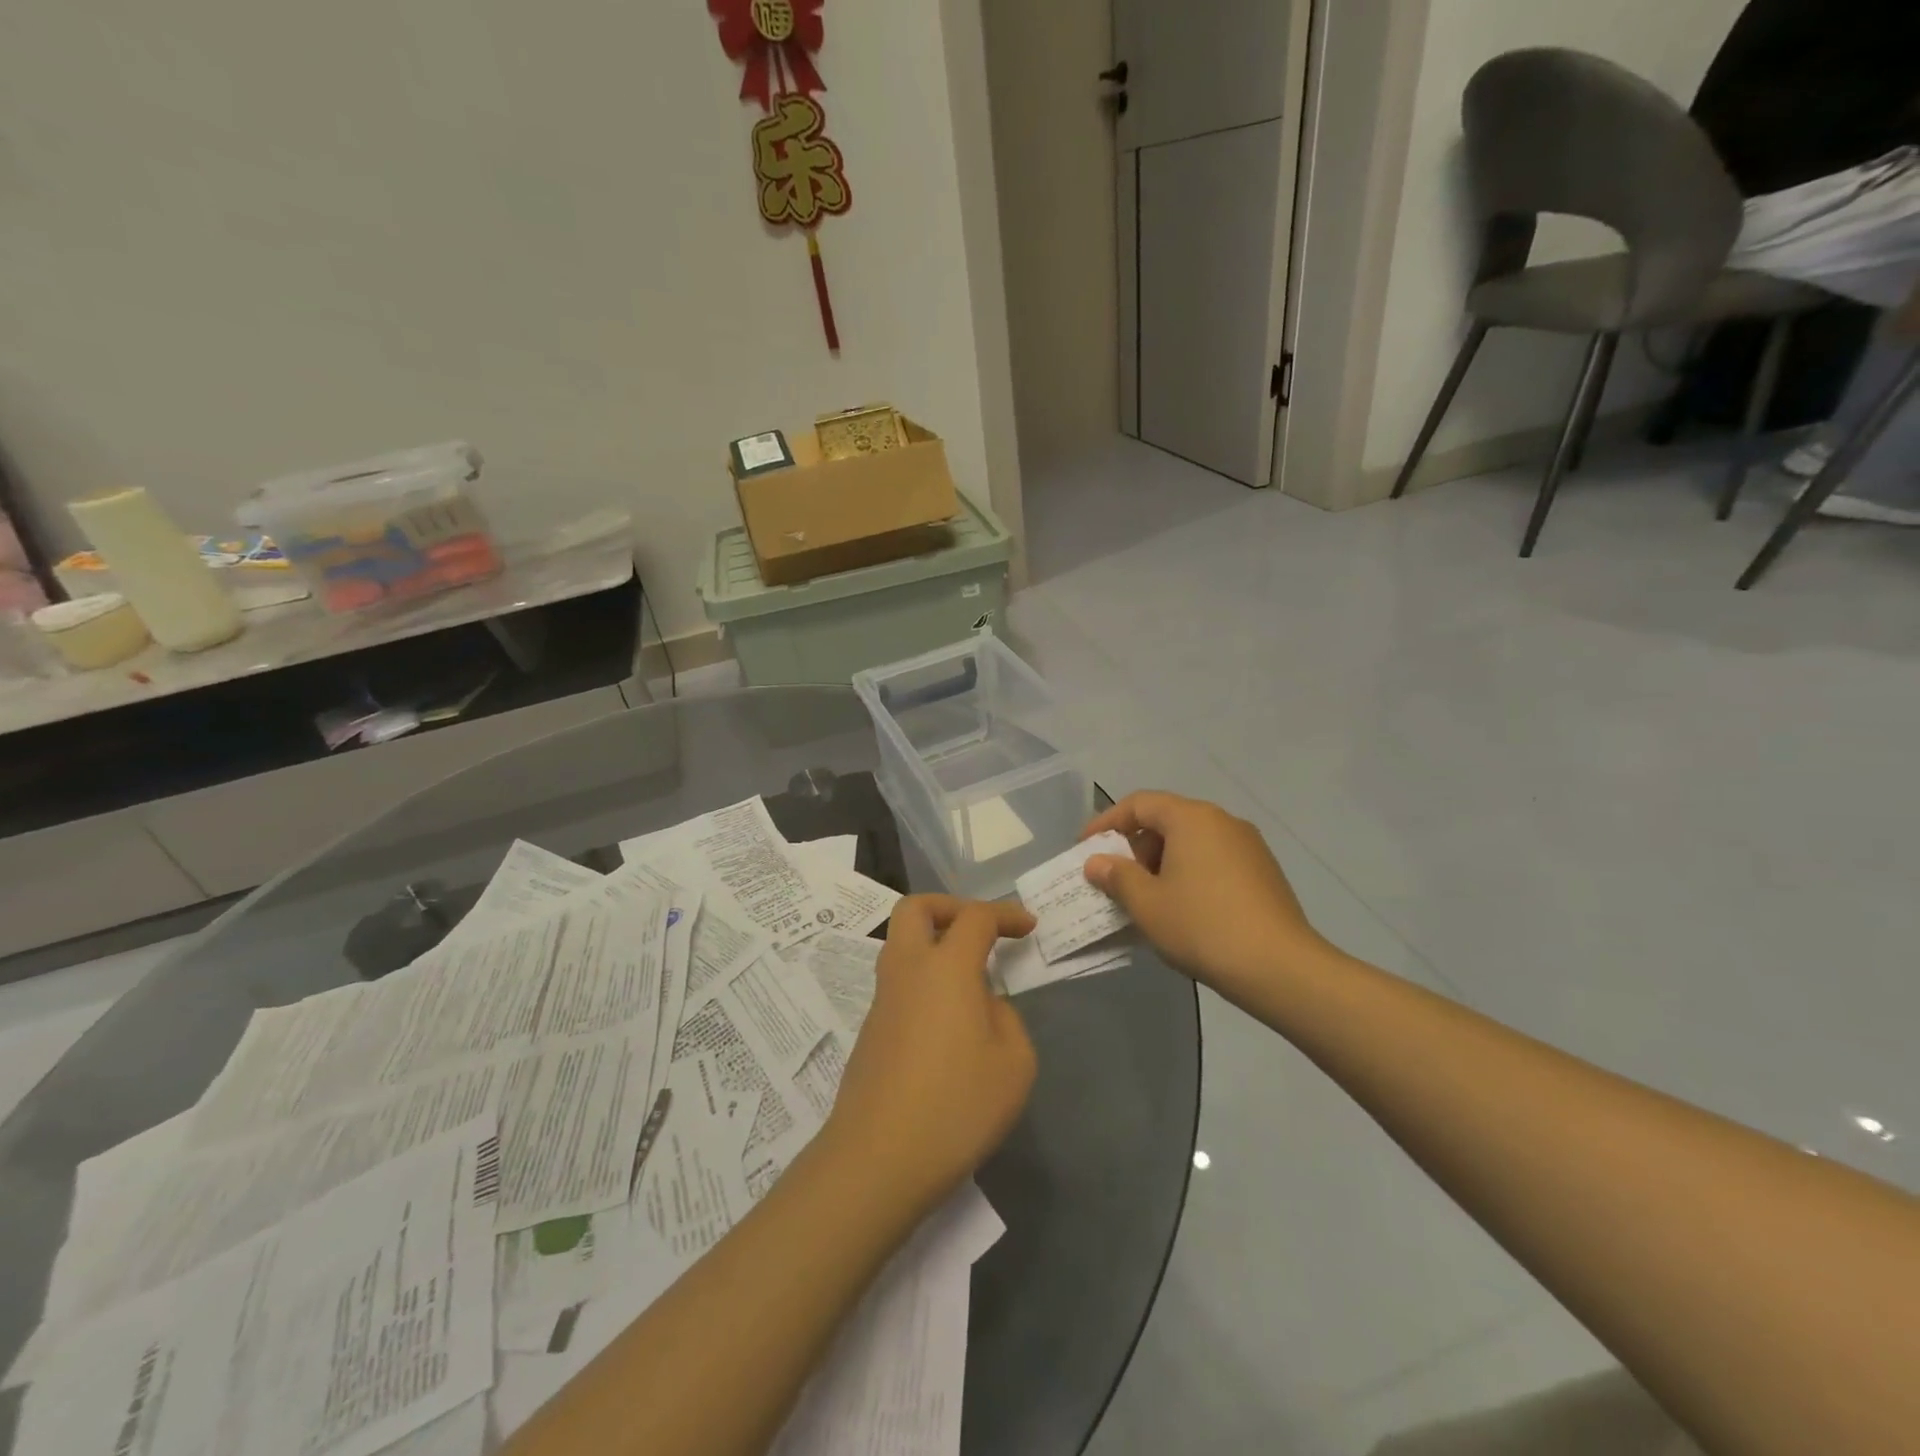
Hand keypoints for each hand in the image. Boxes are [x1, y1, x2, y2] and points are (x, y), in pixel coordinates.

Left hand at [825, 895, 1037, 1217]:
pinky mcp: (870, 1031)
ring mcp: (882, 1000)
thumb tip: (984, 1006)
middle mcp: (908, 970)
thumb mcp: (1013, 1064)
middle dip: (950, 907)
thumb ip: (1007, 1019)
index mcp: (946, 967)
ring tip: (969, 979)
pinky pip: (898, 983)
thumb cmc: (956, 1106)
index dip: (1005, 914)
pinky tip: (948, 1022)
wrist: (877, 1159)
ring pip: (900, 944)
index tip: (1028, 927)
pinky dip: (924, 981)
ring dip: (933, 943)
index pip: (975, 917)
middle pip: (915, 908)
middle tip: (979, 930)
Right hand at [1081, 792, 1326, 1001]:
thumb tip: (1096, 862)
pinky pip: (1213, 860)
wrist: (1280, 968)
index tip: (1085, 847)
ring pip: (1191, 842)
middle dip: (1135, 846)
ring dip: (1161, 862)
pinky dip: (1189, 873)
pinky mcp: (1263, 872)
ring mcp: (1248, 846)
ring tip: (1146, 898)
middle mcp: (1222, 821)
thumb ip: (1117, 876)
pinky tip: (1182, 908)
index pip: (1139, 804)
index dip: (1106, 822)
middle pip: (1167, 820)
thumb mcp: (1147, 904)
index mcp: (1192, 818)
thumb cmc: (1203, 926)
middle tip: (1115, 878)